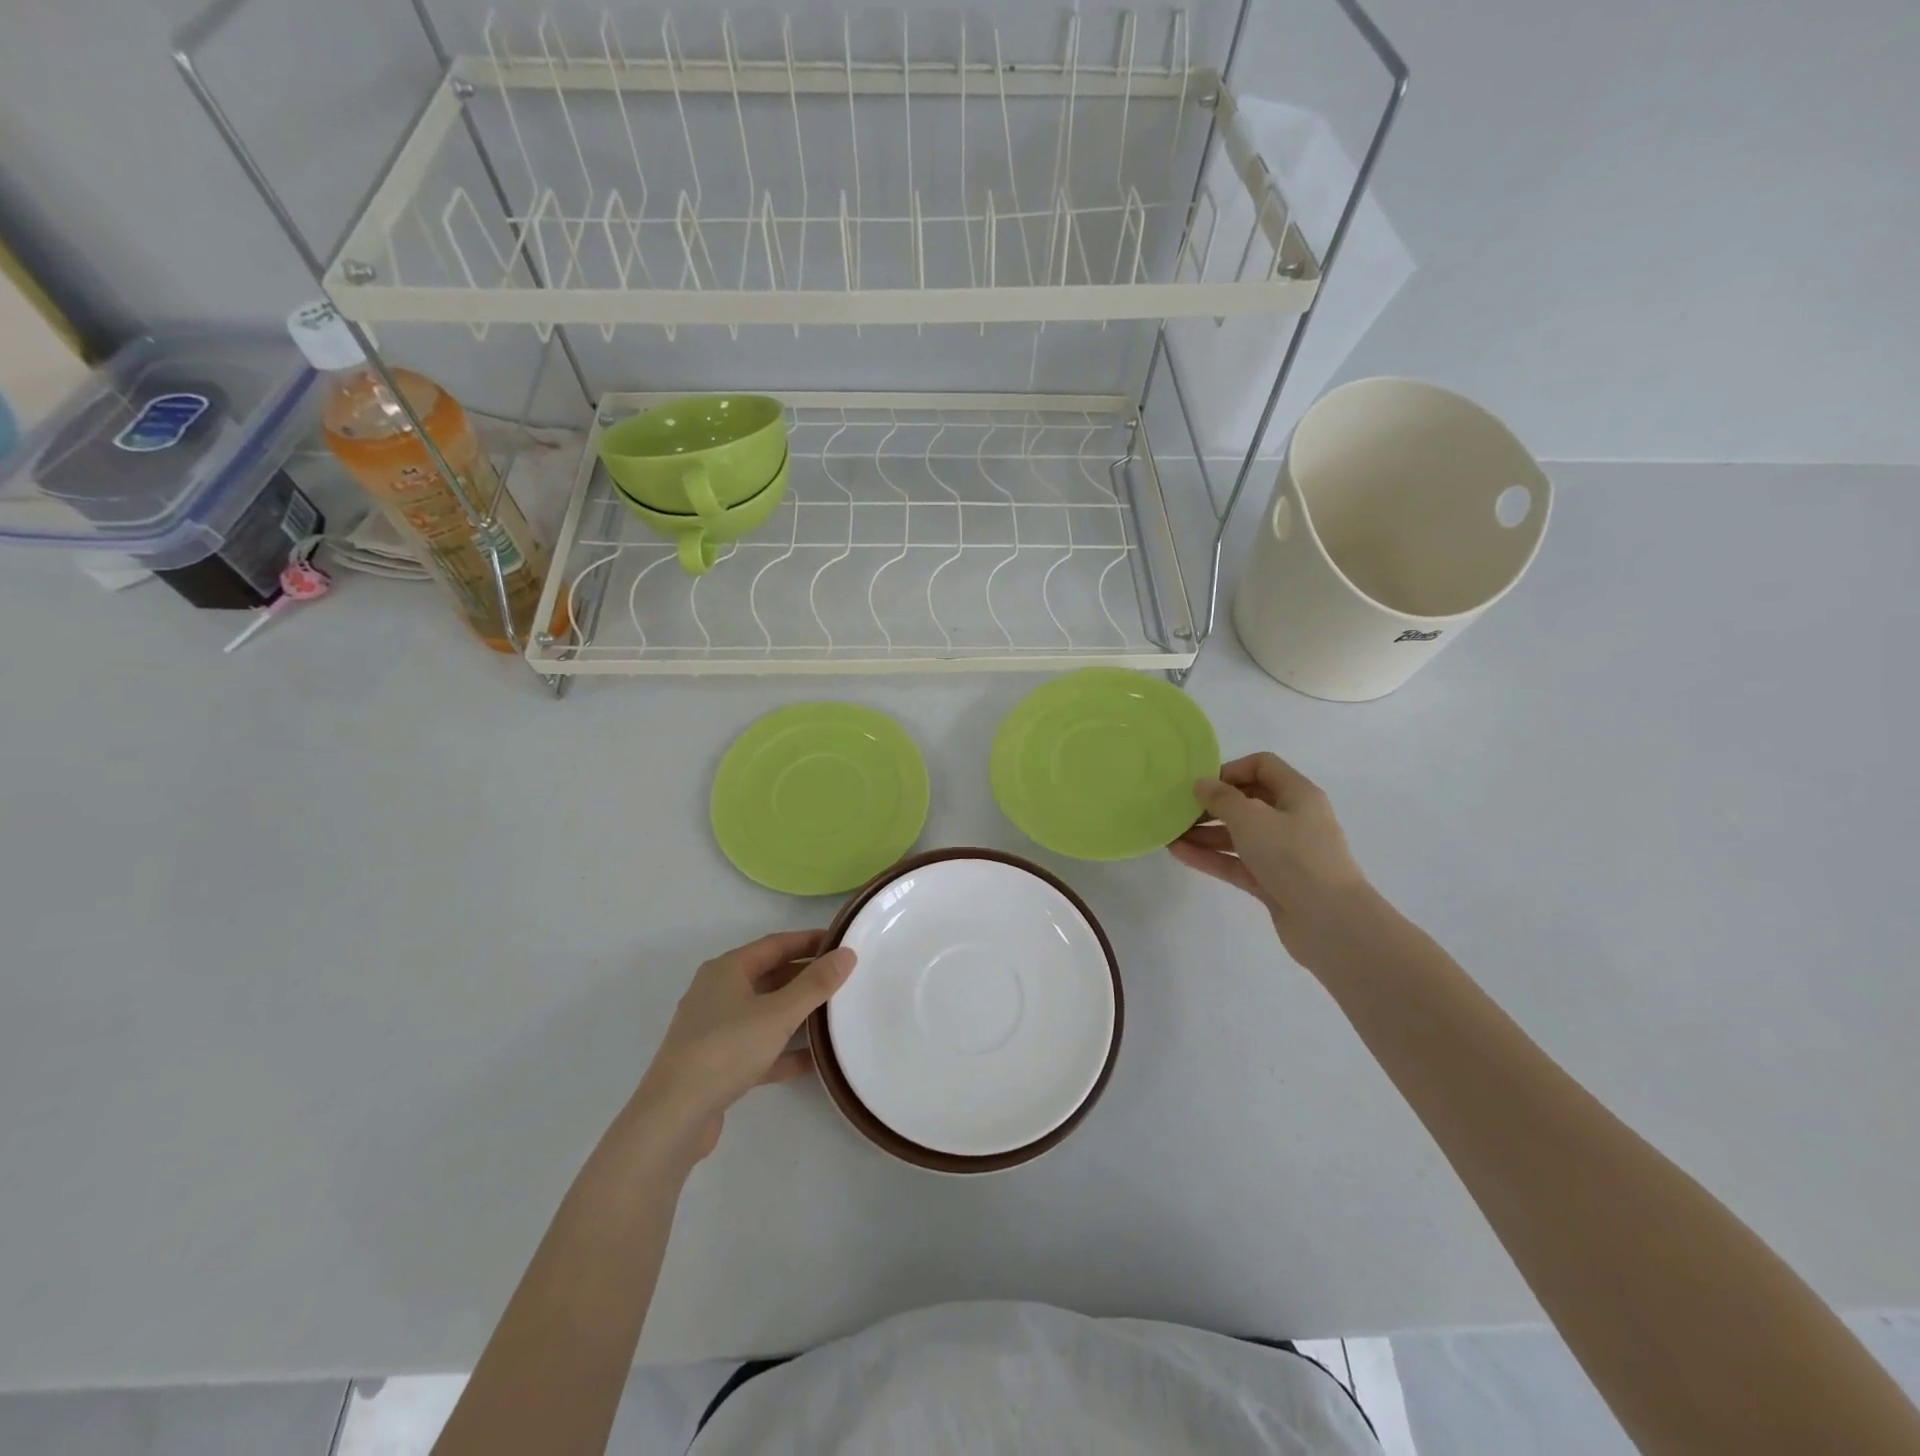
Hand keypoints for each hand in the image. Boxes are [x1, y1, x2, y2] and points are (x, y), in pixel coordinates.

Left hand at [630, 931, 855, 1162]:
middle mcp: (718, 992)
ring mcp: (715, 1029)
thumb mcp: (779, 1013)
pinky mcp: (717, 1063)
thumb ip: (816, 984)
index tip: (843, 944)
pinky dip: (783, 1050)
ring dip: (798, 1015)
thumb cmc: (726, 1050)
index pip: (777, 944)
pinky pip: (759, 1047)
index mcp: (728, 969)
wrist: (673, 1117)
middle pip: (771, 976)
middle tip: (845, 981)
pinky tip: (813, 1061)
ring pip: (765, 1013)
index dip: (811, 941)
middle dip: (807, 978)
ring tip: (836, 1017)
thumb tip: (847, 954)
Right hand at [1170, 751, 1379, 969]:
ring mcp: (1284, 853)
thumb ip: (1222, 798)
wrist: (1330, 922)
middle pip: (1248, 801)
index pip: (1262, 766)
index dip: (1231, 770)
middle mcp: (1293, 819)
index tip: (1202, 785)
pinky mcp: (1273, 882)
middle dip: (1212, 805)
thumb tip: (1202, 784)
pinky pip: (1237, 862)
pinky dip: (1212, 857)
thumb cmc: (1293, 857)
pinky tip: (1180, 854)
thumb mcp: (1251, 818)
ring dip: (1206, 833)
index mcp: (1298, 795)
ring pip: (1240, 835)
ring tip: (1171, 834)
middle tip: (1180, 811)